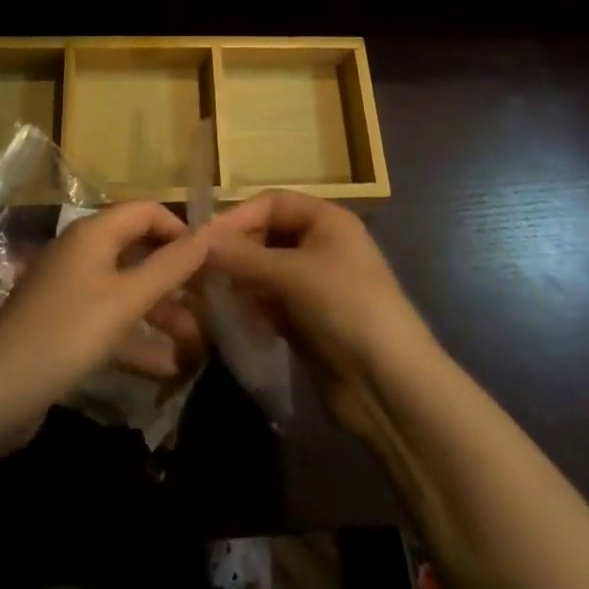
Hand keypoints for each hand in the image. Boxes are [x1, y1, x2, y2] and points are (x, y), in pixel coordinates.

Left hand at [0, 201, 207, 430]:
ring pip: (127, 292)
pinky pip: (109, 322)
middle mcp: (82, 253)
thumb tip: (208, 235)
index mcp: (94, 233)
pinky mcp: (64, 326)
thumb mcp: (126, 300)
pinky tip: (166, 368)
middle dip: (175, 280)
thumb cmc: (66, 333)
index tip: (209, 261)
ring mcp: (71, 290)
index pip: (147, 211)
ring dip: (161, 315)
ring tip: (196, 346)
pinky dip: (136, 340)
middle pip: (139, 252)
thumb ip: (169, 267)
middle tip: (209, 305)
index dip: (180, 230)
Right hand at [205, 191, 434, 438]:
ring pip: (265, 271)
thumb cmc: (345, 308)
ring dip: (238, 280)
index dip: (238, 217)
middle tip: (198, 272)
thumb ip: (243, 257)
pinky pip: (269, 302)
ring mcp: (315, 284)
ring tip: (205, 294)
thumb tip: (198, 242)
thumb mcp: (292, 275)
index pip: (272, 203)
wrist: (390, 385)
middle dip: (235, 251)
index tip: (202, 242)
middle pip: (267, 235)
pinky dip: (249, 306)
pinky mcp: (308, 320)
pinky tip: (226, 317)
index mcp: (326, 219)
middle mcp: (321, 245)